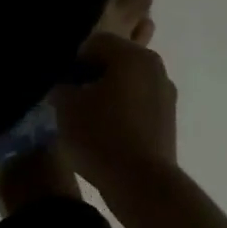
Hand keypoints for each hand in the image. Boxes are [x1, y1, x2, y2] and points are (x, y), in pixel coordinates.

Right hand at [53, 31, 179, 205]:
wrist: (142, 184)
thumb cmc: (101, 135)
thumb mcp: (65, 106)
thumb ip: (60, 85)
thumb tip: (64, 85)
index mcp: (131, 55)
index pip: (93, 43)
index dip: (71, 62)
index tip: (58, 84)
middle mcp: (154, 66)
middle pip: (112, 60)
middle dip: (89, 76)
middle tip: (68, 99)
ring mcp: (165, 93)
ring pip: (126, 82)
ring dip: (106, 93)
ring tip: (86, 118)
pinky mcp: (168, 119)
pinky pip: (137, 103)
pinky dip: (121, 110)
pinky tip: (105, 131)